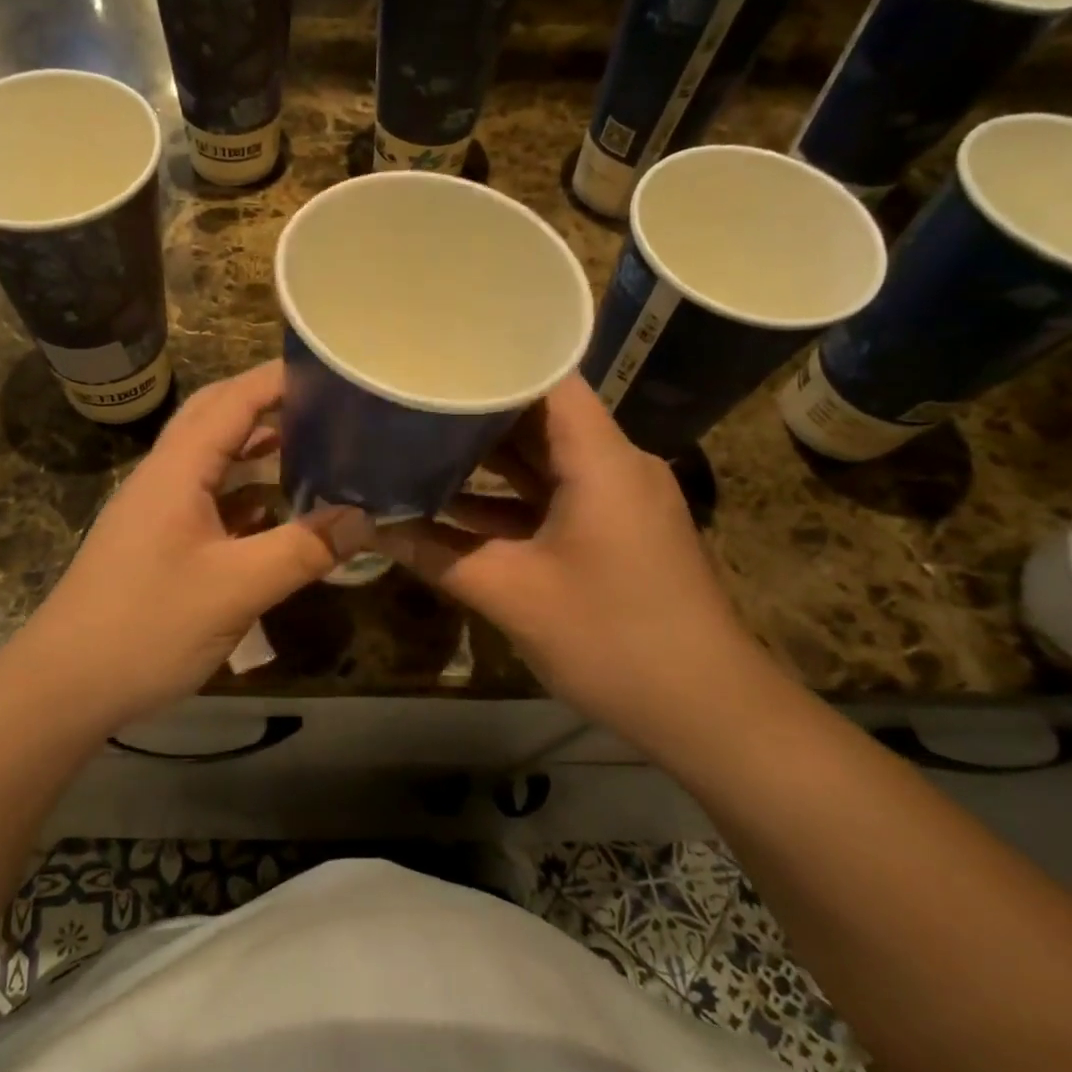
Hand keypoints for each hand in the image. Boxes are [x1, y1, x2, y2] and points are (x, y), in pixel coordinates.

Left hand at [12, 361, 371, 730]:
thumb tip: (365, 520)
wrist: (64, 685)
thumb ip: (302, 550)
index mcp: (177, 469)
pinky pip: (206, 498)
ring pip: (211, 458)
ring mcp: (156, 509)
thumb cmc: (146, 626)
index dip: (279, 379)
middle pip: (216, 417)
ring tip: (310, 447)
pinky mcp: (157, 541)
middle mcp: (164, 476)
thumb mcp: (236, 589)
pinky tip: (274, 511)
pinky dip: (243, 492)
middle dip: (268, 402)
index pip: (232, 399)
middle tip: (324, 404)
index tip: (332, 371)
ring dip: (255, 446)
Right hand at [369, 376, 757, 725]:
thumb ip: (433, 554)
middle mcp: (614, 465)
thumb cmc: (611, 638)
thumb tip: (364, 526)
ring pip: (545, 460)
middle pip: (541, 416)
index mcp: (600, 459)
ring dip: (489, 458)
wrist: (708, 713)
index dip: (491, 361)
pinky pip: (555, 497)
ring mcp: (617, 500)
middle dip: (476, 411)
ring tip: (419, 443)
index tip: (433, 358)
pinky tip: (453, 508)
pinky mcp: (616, 532)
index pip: (548, 378)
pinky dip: (509, 499)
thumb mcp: (510, 594)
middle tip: (410, 399)